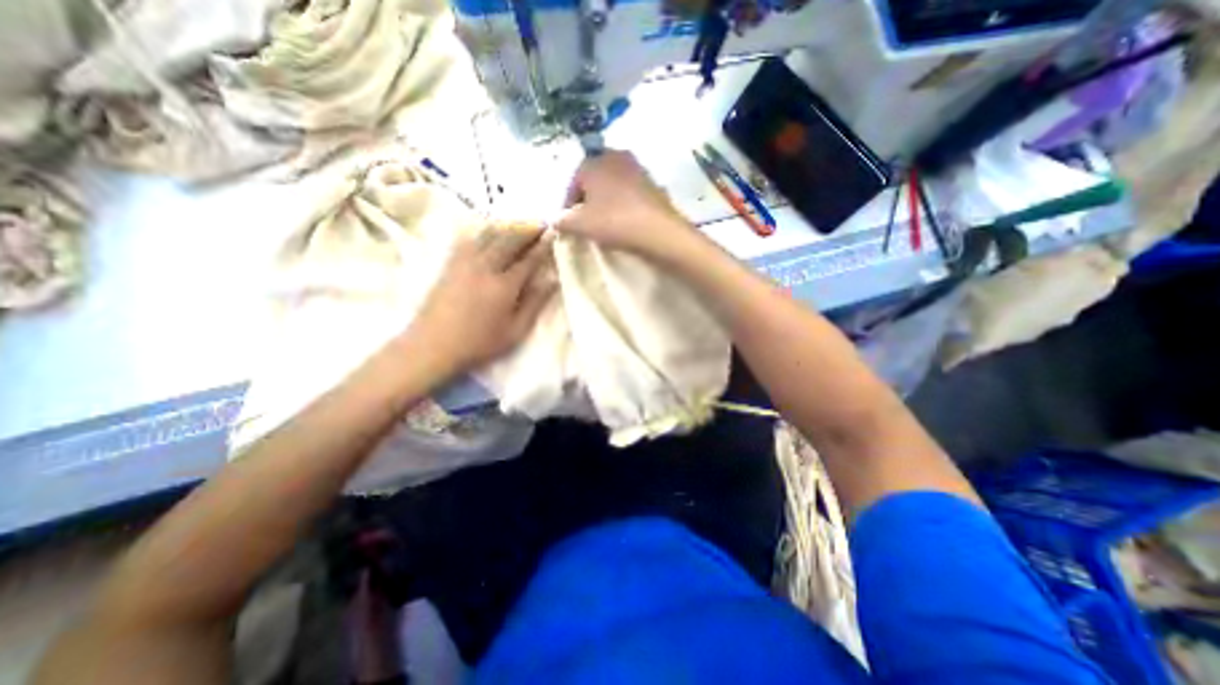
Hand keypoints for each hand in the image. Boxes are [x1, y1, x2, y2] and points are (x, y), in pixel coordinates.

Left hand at [412, 223, 559, 374]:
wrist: (432, 345)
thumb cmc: (479, 343)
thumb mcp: (515, 331)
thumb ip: (534, 304)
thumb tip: (551, 281)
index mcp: (504, 286)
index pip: (528, 260)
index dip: (542, 246)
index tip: (553, 233)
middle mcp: (485, 267)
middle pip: (509, 240)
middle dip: (527, 228)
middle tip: (541, 222)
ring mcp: (465, 263)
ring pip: (489, 234)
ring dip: (507, 225)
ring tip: (520, 222)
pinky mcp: (450, 263)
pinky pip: (469, 238)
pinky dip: (484, 230)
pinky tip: (489, 229)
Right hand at [557, 151, 695, 258]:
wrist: (658, 231)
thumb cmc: (614, 222)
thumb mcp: (580, 225)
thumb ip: (562, 221)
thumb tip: (556, 220)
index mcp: (593, 161)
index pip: (573, 182)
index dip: (568, 205)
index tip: (568, 224)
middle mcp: (614, 156)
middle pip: (594, 180)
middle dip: (588, 199)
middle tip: (586, 221)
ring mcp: (637, 167)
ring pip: (613, 185)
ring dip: (606, 201)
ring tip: (605, 222)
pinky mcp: (653, 182)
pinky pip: (630, 192)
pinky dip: (623, 203)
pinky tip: (624, 220)